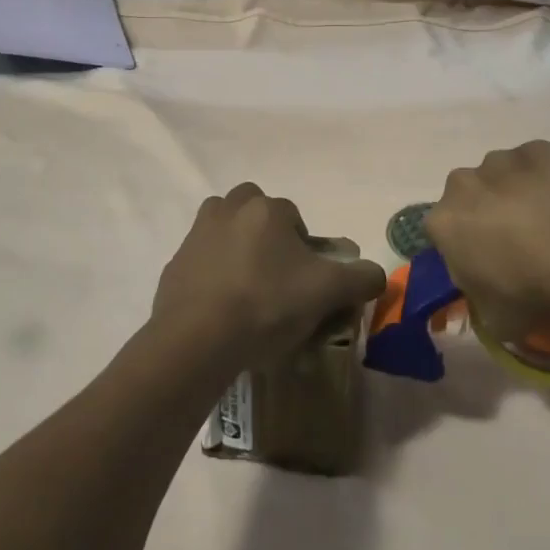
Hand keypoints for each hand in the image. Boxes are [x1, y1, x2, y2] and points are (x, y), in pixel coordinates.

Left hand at [152, 183, 387, 372]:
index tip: (307, 279)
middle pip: (253, 211)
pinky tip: (222, 309)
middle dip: (266, 234)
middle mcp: (227, 210)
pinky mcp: (174, 267)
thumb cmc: (267, 305)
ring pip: (222, 230)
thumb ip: (361, 277)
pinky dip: (212, 277)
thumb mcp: (328, 292)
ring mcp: (195, 237)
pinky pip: (200, 263)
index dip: (305, 246)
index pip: (294, 216)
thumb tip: (375, 273)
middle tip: (277, 274)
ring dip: (236, 247)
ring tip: (248, 288)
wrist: (197, 340)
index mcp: (265, 208)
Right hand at [424, 141, 549, 343]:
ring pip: (503, 178)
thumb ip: (481, 301)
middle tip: (522, 245)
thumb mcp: (496, 319)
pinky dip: (548, 180)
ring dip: (518, 195)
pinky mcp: (539, 147)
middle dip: (488, 215)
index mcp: (443, 223)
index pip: (445, 236)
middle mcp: (462, 183)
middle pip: (470, 198)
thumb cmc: (530, 289)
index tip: (492, 270)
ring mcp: (501, 160)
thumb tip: (489, 296)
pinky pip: (538, 165)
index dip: (467, 252)